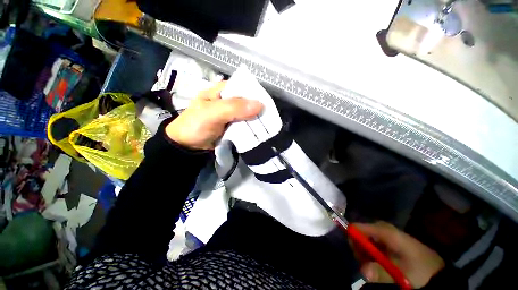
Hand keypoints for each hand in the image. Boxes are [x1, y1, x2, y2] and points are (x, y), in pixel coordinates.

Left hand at [166, 82, 262, 149]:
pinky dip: (251, 128)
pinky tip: (258, 131)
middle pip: (248, 102)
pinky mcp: (233, 125)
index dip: (256, 94)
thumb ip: (234, 108)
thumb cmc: (195, 125)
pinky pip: (246, 124)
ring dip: (256, 120)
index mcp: (223, 90)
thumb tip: (260, 105)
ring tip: (267, 126)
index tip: (267, 105)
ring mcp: (232, 114)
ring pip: (248, 114)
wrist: (187, 146)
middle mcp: (229, 100)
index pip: (244, 87)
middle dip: (258, 110)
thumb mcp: (212, 113)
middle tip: (269, 119)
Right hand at [352, 222, 444, 288]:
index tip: (355, 254)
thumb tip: (363, 271)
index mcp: (385, 231)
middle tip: (367, 264)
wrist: (437, 272)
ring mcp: (385, 235)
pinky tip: (379, 264)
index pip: (358, 227)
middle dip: (359, 249)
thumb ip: (381, 272)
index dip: (353, 238)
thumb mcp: (402, 274)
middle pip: (360, 234)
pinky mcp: (388, 242)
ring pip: (365, 240)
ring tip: (374, 266)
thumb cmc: (420, 269)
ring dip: (365, 254)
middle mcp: (382, 229)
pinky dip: (371, 255)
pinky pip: (371, 245)